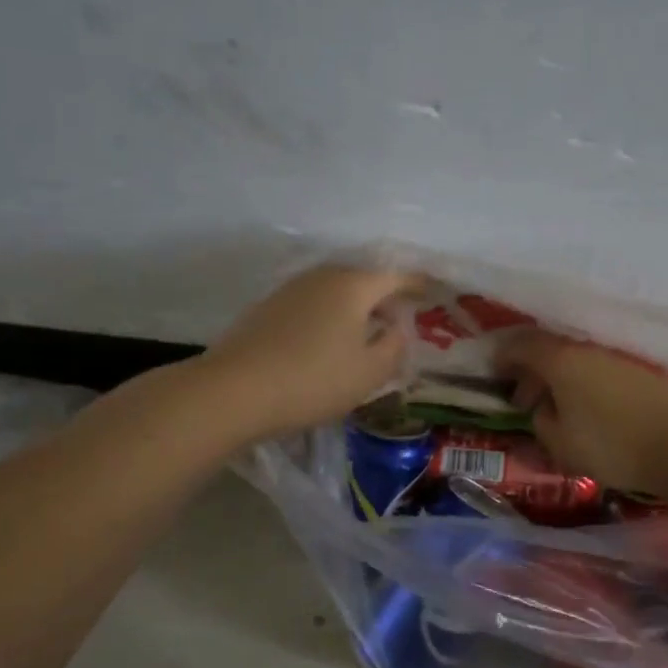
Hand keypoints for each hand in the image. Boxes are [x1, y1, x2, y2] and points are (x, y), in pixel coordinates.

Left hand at [197, 264, 423, 440]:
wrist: (234, 391)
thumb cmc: (314, 380)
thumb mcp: (369, 372)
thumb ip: (394, 346)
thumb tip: (396, 328)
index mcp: (352, 285)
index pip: (395, 276)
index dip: (417, 284)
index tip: (433, 292)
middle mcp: (321, 277)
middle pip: (362, 279)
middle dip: (384, 295)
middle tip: (401, 314)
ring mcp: (289, 291)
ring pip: (334, 291)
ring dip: (354, 306)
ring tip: (367, 329)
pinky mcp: (266, 310)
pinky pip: (311, 305)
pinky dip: (329, 316)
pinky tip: (328, 339)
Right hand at [496, 330, 667, 494]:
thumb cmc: (611, 445)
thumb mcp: (560, 443)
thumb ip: (541, 421)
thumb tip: (543, 409)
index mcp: (561, 360)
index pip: (522, 345)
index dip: (503, 357)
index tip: (493, 372)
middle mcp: (587, 349)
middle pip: (549, 350)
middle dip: (530, 372)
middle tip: (523, 400)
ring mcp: (617, 358)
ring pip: (576, 361)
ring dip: (559, 380)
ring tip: (556, 409)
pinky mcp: (640, 372)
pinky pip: (598, 371)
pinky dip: (584, 384)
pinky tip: (587, 409)